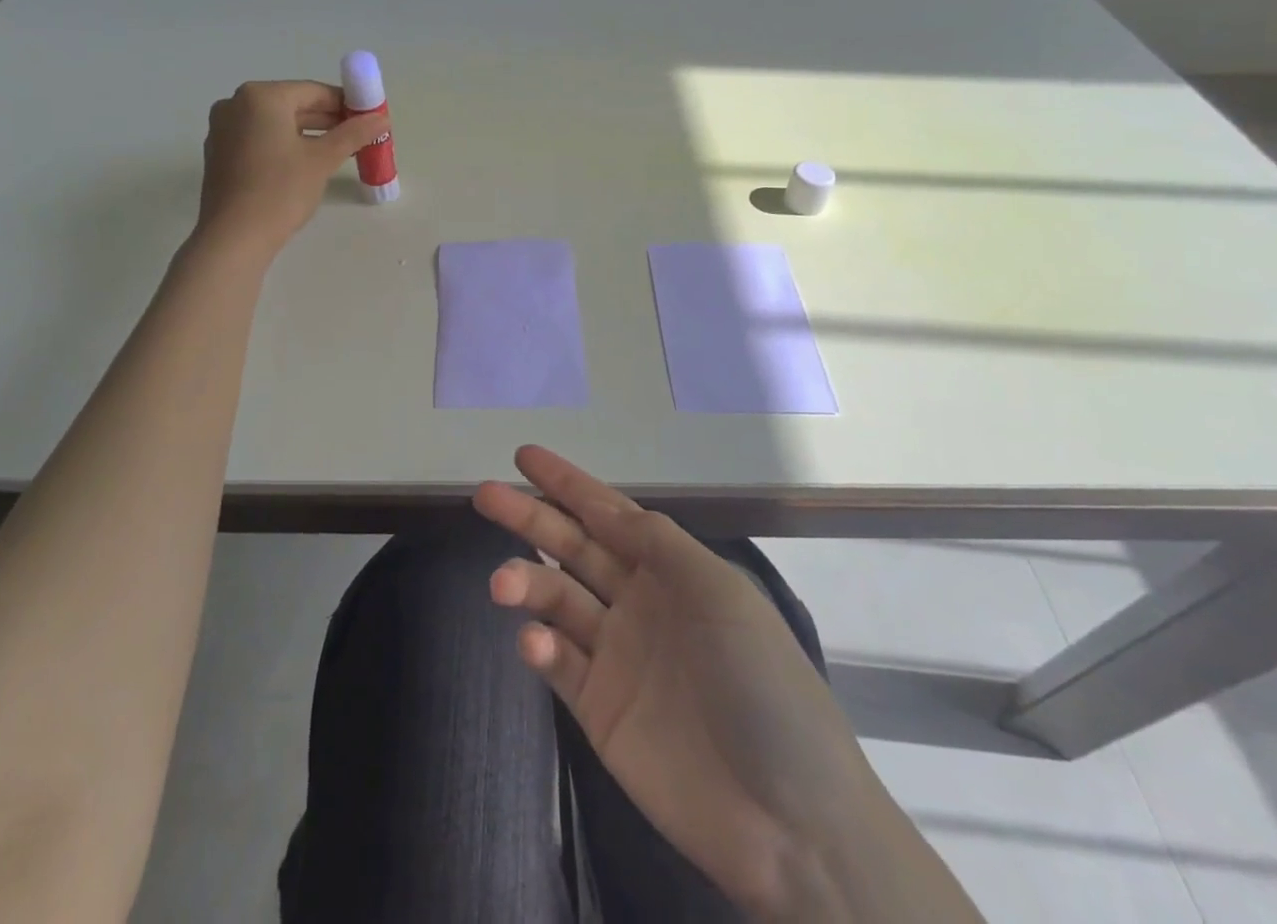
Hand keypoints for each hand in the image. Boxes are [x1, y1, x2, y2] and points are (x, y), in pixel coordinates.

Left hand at [195, 81, 387, 257]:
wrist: (234, 237)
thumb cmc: (280, 190)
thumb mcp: (322, 160)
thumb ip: (353, 134)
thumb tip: (381, 118)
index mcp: (261, 96)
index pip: (313, 91)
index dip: (345, 104)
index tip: (368, 119)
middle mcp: (236, 104)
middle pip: (293, 105)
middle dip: (327, 120)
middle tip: (358, 137)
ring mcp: (223, 129)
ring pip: (276, 124)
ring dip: (308, 134)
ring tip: (338, 152)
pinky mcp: (219, 154)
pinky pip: (259, 139)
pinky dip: (284, 145)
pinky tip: (305, 165)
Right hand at [474, 447, 878, 918]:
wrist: (791, 821)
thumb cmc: (762, 685)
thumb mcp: (721, 594)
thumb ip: (660, 544)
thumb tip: (610, 507)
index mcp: (671, 571)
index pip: (608, 513)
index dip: (567, 483)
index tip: (523, 455)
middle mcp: (638, 603)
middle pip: (573, 547)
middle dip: (530, 518)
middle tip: (485, 495)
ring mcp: (616, 657)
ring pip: (557, 601)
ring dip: (527, 583)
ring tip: (501, 583)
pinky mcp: (599, 711)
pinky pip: (560, 665)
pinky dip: (540, 647)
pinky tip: (535, 644)